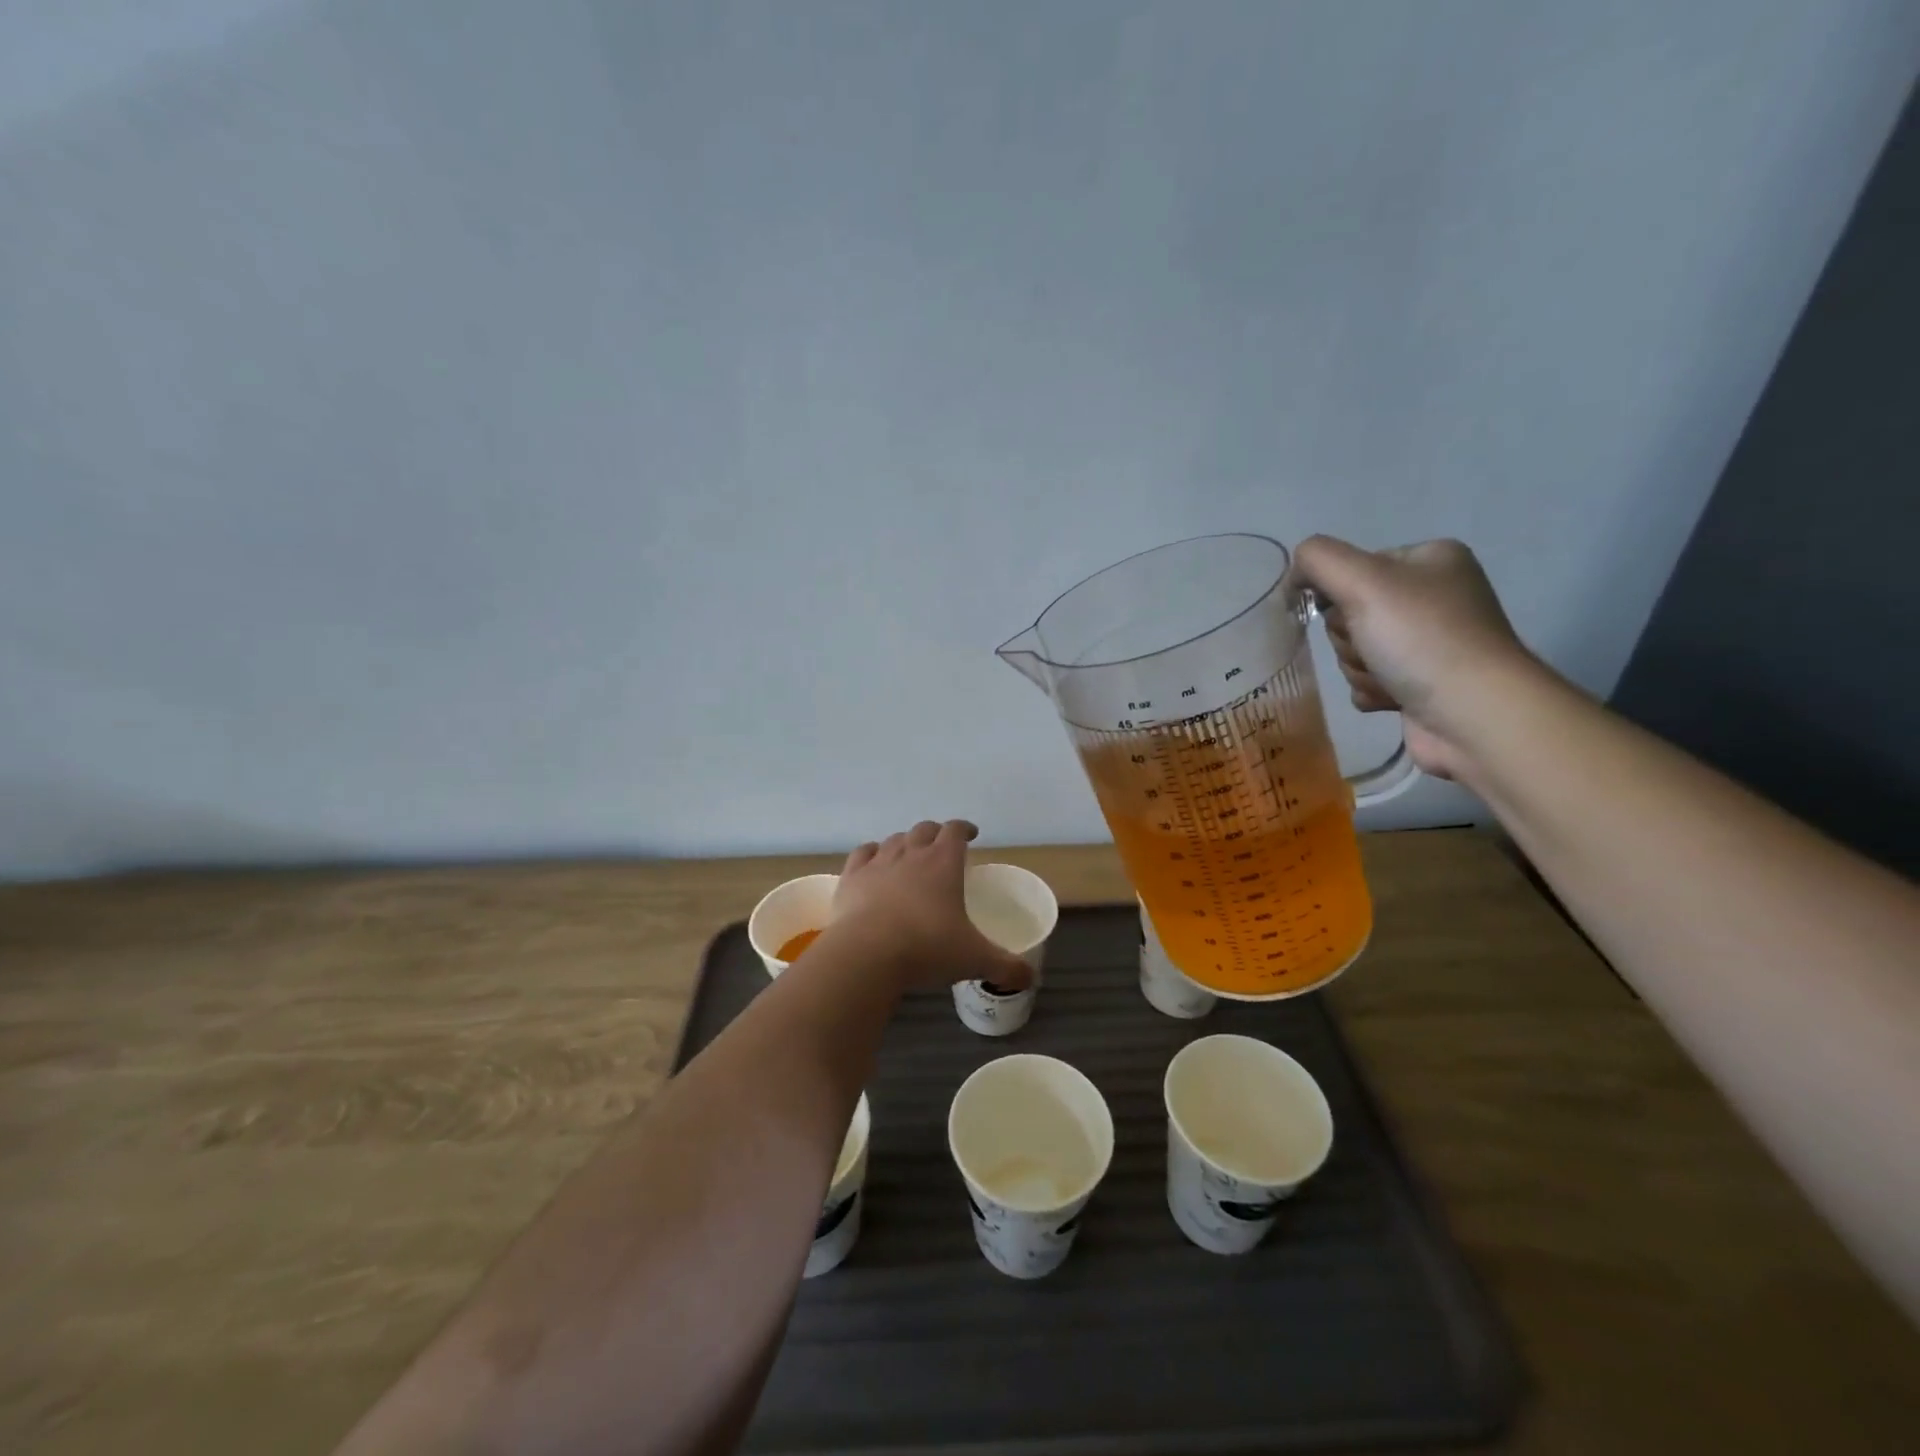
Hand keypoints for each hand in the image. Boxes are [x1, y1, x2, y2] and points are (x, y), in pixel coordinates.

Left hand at [829, 821, 1034, 992]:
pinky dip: (871, 853)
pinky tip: (873, 860)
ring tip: (910, 855)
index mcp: (944, 863)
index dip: (964, 829)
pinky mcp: (851, 878)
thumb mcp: (975, 960)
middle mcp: (911, 854)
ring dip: (905, 842)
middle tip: (942, 846)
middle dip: (935, 833)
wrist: (867, 954)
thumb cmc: (927, 948)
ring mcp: (878, 863)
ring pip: (894, 839)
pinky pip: (862, 853)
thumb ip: (1005, 967)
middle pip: (924, 829)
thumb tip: (1030, 978)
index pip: (956, 831)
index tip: (971, 835)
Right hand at [1291, 536, 1538, 779]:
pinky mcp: (1421, 684)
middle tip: (1375, 649)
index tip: (1355, 612)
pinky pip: (1367, 681)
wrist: (1474, 715)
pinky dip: (1371, 690)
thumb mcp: (1362, 580)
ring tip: (1389, 678)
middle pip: (1350, 613)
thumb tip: (1296, 572)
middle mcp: (1433, 596)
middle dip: (1351, 638)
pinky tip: (1392, 698)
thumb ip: (1318, 560)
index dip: (1341, 594)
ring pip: (1354, 650)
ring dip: (1359, 668)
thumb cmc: (1422, 639)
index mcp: (1429, 560)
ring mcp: (1428, 643)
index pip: (1354, 567)